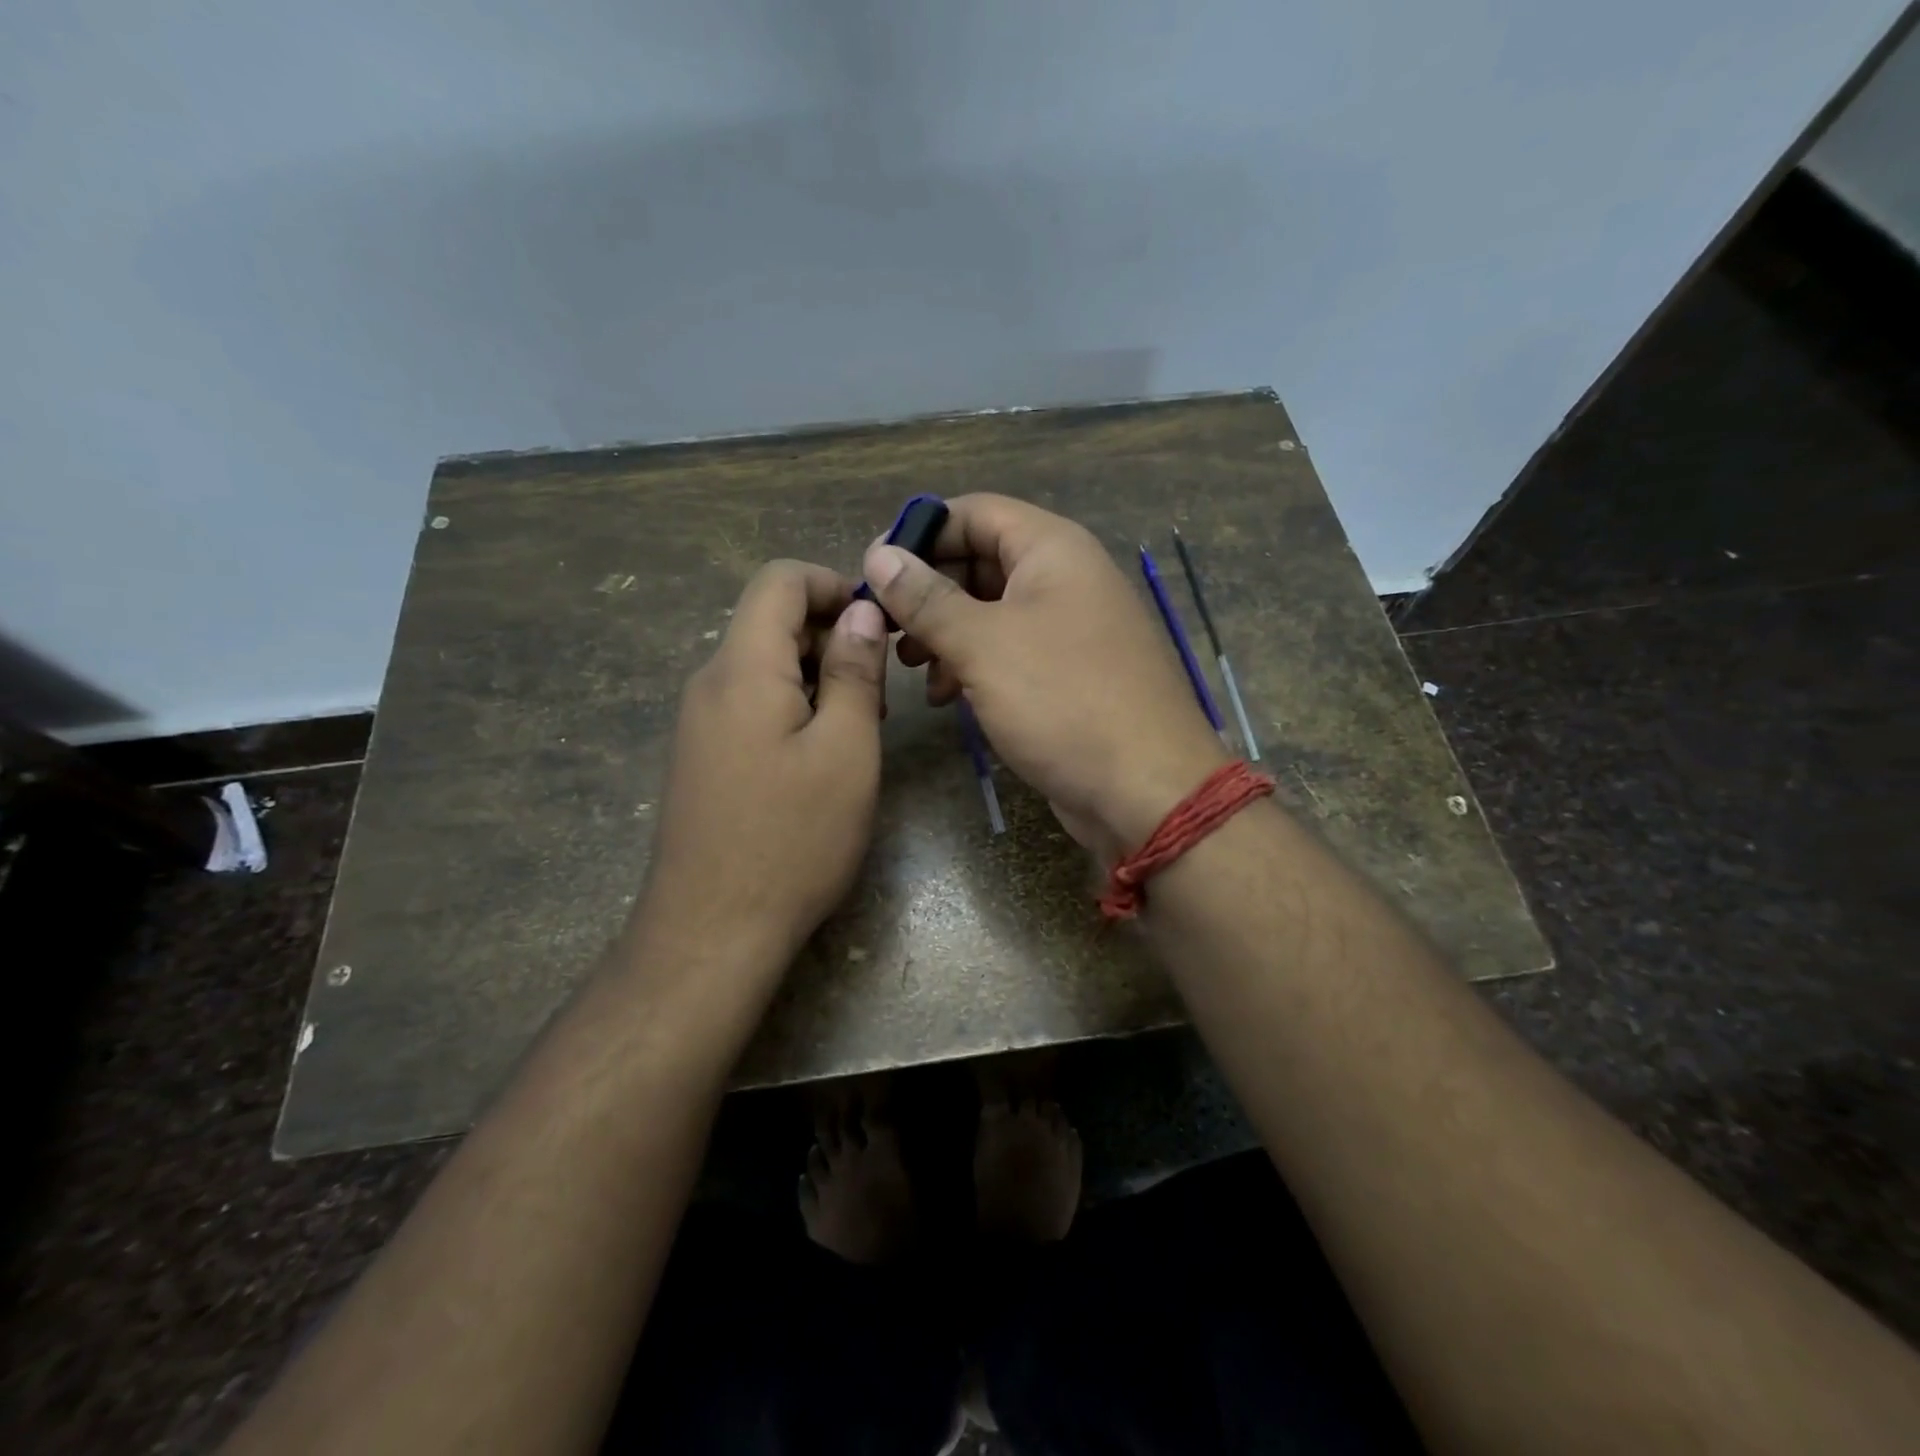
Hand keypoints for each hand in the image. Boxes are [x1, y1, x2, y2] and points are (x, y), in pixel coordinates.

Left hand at [635, 561, 887, 973]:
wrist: (713, 930)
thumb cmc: (793, 837)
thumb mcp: (845, 749)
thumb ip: (853, 671)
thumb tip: (861, 613)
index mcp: (742, 668)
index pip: (780, 581)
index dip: (834, 585)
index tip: (879, 626)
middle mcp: (710, 683)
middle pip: (771, 622)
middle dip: (832, 638)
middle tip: (877, 694)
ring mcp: (699, 723)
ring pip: (764, 667)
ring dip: (817, 678)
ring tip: (857, 730)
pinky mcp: (703, 757)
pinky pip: (751, 705)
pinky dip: (793, 708)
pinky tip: (820, 758)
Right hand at [864, 495, 1226, 857]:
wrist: (1146, 790)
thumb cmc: (1063, 701)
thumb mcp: (984, 644)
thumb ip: (927, 598)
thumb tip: (879, 556)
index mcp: (1053, 549)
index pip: (974, 512)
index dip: (920, 533)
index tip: (872, 570)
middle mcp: (1064, 578)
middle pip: (980, 561)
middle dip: (928, 593)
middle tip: (885, 629)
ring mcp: (1070, 629)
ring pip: (991, 612)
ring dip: (945, 634)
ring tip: (910, 668)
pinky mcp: (1068, 674)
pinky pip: (1010, 652)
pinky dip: (973, 666)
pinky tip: (945, 696)